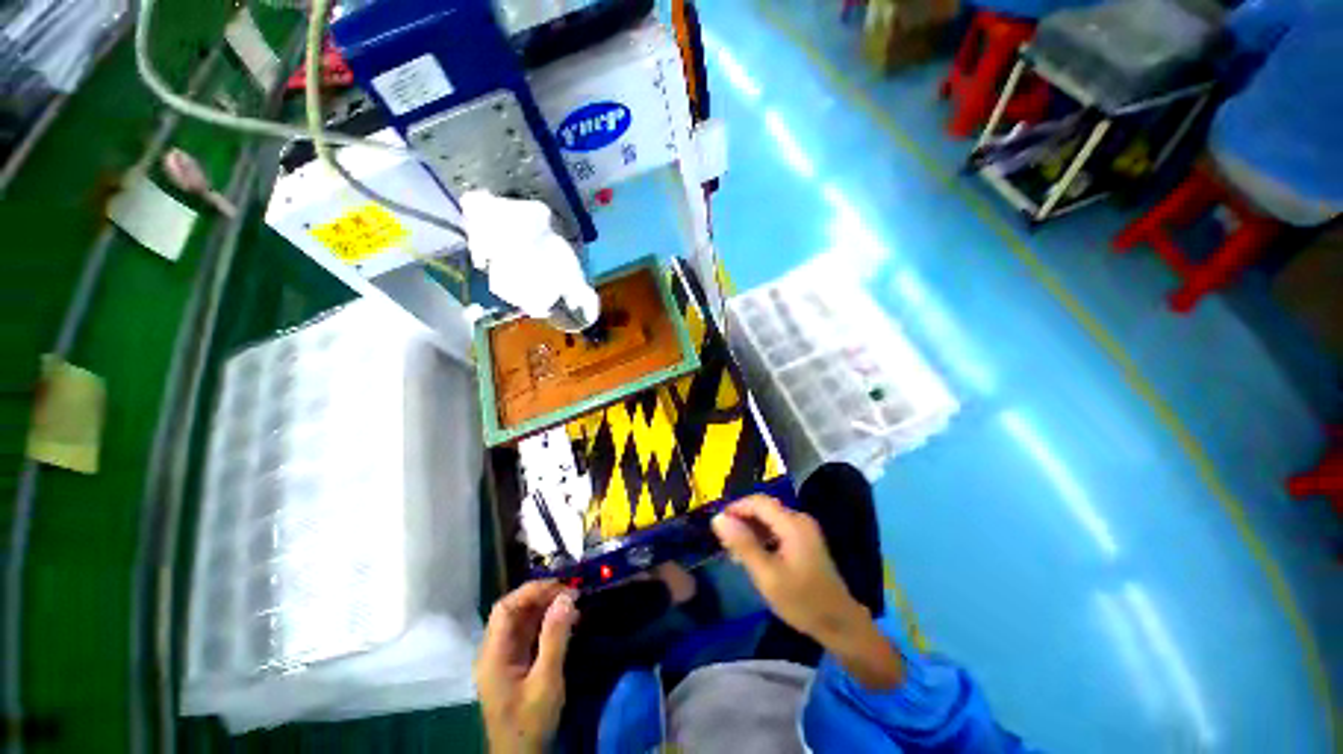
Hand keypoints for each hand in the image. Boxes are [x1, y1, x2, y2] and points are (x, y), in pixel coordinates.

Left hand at [475, 580, 578, 753]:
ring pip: (522, 621)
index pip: (506, 608)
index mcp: (493, 654)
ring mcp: (504, 659)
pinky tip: (566, 622)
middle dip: (542, 597)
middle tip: (571, 594)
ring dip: (546, 609)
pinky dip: (547, 624)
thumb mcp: (546, 680)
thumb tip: (567, 597)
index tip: (561, 587)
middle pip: (514, 612)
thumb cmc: (530, 722)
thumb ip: (555, 637)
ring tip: (573, 605)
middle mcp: (495, 651)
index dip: (532, 591)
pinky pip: (529, 634)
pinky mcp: (515, 665)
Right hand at [711, 495, 863, 642]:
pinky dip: (762, 537)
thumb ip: (743, 544)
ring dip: (751, 529)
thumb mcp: (767, 575)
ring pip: (769, 519)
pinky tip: (753, 555)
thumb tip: (718, 518)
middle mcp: (799, 519)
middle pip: (764, 508)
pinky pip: (777, 528)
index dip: (736, 507)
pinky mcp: (805, 540)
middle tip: (724, 542)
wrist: (840, 625)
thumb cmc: (802, 601)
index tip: (718, 524)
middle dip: (742, 520)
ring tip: (735, 552)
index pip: (758, 502)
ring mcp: (804, 529)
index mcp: (792, 524)